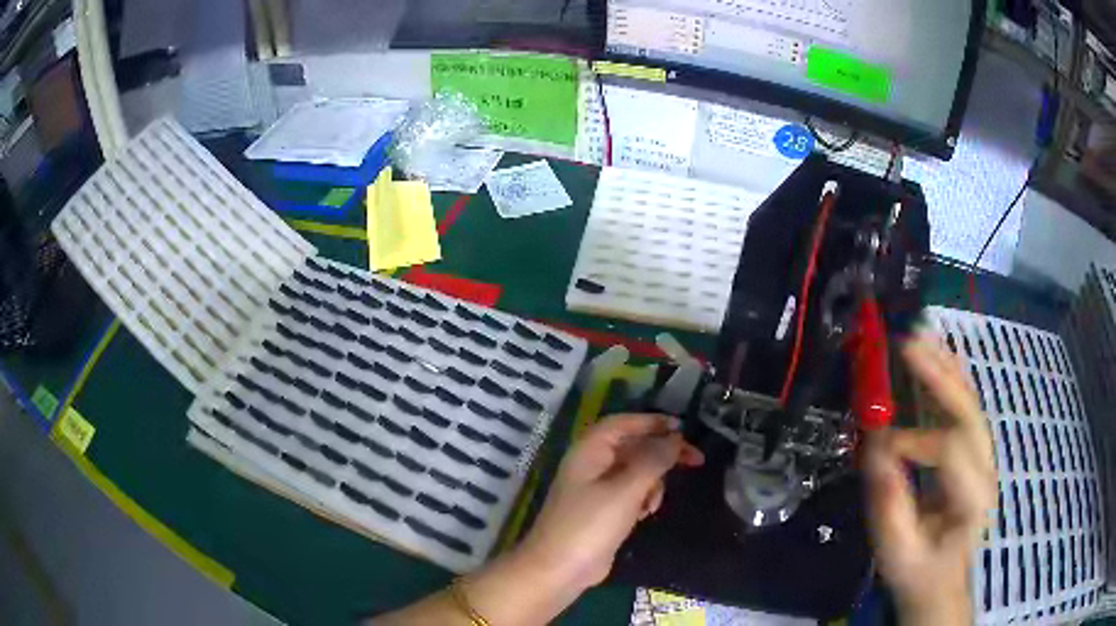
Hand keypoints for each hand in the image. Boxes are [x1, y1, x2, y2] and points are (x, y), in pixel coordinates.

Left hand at [519, 413, 704, 589]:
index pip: (624, 422)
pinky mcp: (603, 509)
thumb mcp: (626, 489)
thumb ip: (653, 460)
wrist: (560, 569)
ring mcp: (596, 488)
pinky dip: (642, 498)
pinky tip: (645, 513)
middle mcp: (592, 463)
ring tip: (653, 503)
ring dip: (653, 481)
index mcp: (590, 450)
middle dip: (662, 453)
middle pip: (633, 446)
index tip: (684, 428)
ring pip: (635, 471)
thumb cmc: (590, 524)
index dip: (653, 421)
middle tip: (696, 460)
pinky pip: (630, 492)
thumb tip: (675, 437)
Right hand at [865, 334, 996, 625]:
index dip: (914, 440)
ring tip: (921, 335)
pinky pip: (967, 406)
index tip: (879, 448)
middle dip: (938, 376)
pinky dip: (953, 377)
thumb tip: (877, 451)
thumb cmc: (918, 570)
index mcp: (972, 498)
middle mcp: (986, 468)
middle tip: (907, 344)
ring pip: (971, 401)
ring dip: (946, 366)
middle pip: (968, 412)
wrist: (943, 579)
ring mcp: (985, 456)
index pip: (951, 449)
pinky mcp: (976, 451)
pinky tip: (940, 355)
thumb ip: (890, 506)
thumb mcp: (897, 551)